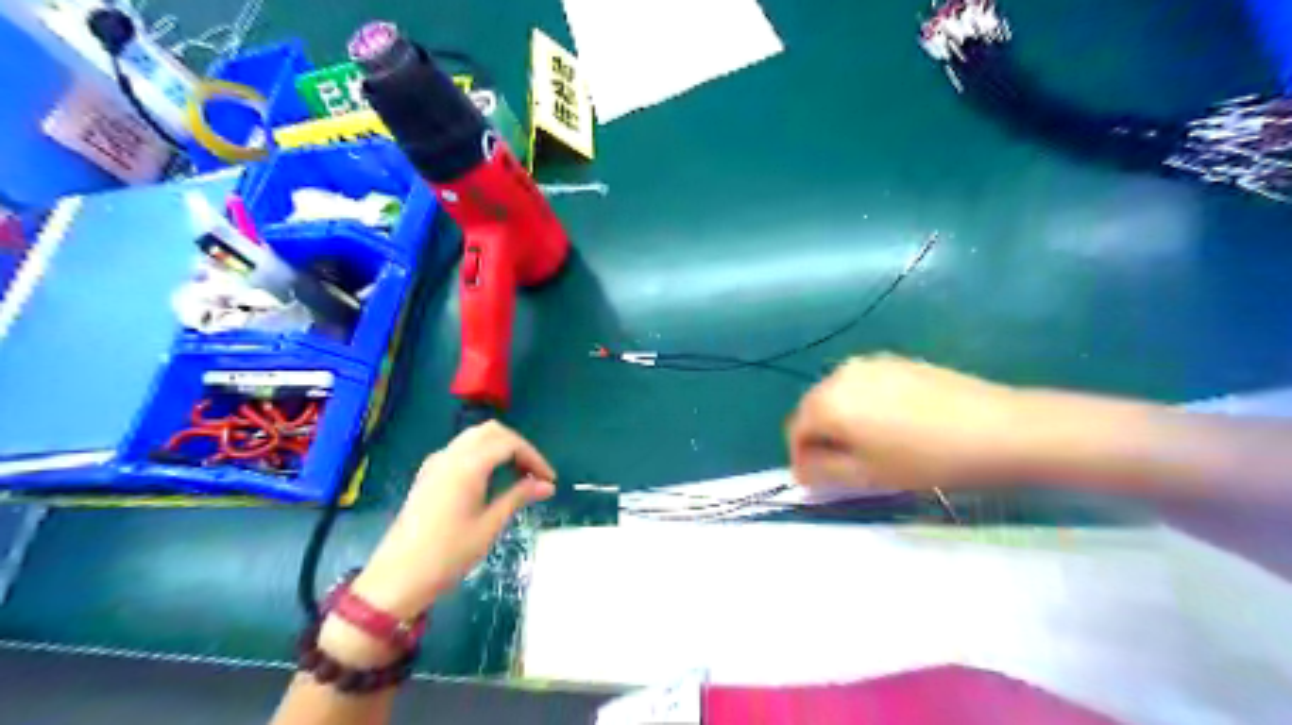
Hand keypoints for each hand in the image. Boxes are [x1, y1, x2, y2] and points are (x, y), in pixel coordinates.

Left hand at [352, 419, 555, 618]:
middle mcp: (450, 456)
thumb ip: (518, 497)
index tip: (549, 480)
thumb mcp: (489, 526)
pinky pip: (460, 449)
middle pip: (491, 431)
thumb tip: (547, 485)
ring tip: (518, 475)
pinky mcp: (428, 474)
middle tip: (534, 473)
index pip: (509, 443)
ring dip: (500, 447)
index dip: (534, 457)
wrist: (396, 578)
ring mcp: (435, 463)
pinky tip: (491, 479)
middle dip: (518, 446)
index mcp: (467, 466)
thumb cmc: (447, 555)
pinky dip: (482, 454)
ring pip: (474, 437)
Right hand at [781, 353, 1037, 488]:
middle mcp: (840, 374)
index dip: (800, 459)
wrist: (997, 428)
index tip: (814, 482)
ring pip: (840, 396)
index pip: (795, 431)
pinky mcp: (897, 361)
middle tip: (841, 468)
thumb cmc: (925, 460)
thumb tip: (804, 469)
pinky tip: (892, 426)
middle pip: (814, 409)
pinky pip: (865, 386)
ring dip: (842, 421)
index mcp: (827, 402)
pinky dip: (864, 406)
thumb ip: (823, 472)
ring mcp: (870, 363)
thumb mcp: (867, 476)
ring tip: (868, 447)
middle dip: (819, 438)